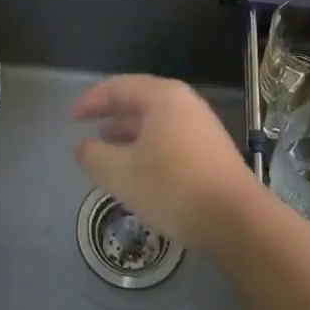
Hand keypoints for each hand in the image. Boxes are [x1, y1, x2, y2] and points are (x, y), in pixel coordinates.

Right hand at [70, 75, 258, 247]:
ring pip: (156, 123)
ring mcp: (202, 127)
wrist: (238, 222)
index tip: (71, 117)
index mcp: (163, 97)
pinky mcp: (212, 152)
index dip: (90, 101)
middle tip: (88, 130)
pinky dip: (148, 148)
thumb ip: (94, 156)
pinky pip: (170, 140)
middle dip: (111, 116)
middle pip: (139, 102)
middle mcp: (185, 103)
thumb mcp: (121, 173)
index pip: (118, 88)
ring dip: (129, 135)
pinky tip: (139, 171)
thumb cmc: (173, 187)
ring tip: (108, 151)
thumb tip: (84, 147)